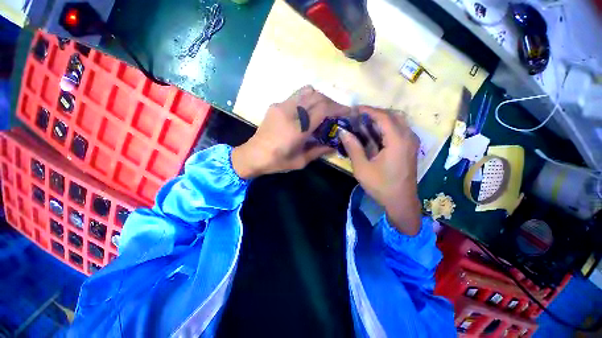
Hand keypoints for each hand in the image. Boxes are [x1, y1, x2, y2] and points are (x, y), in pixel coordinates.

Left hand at [232, 86, 350, 177]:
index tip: (348, 111)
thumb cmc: (277, 162)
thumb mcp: (300, 161)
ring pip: (306, 91)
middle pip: (317, 96)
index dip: (338, 108)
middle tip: (337, 112)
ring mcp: (281, 106)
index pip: (323, 109)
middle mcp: (290, 112)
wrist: (253, 155)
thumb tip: (334, 145)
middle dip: (331, 102)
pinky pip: (296, 96)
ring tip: (324, 110)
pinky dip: (307, 99)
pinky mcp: (276, 105)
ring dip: (319, 98)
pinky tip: (308, 111)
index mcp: (298, 129)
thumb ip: (319, 151)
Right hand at [339, 107, 421, 235]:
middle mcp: (408, 137)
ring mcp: (412, 142)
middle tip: (359, 116)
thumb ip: (353, 147)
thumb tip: (342, 131)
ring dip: (382, 118)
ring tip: (365, 122)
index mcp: (398, 141)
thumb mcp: (362, 168)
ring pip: (398, 121)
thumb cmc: (380, 186)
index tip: (355, 109)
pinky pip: (400, 129)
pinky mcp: (411, 147)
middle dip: (375, 112)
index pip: (383, 117)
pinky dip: (387, 126)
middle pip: (393, 115)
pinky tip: (376, 133)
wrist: (401, 201)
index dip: (368, 110)